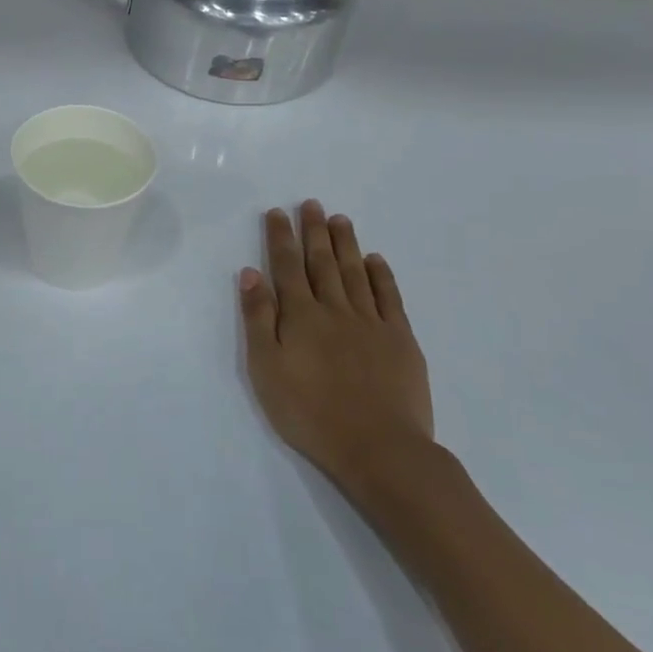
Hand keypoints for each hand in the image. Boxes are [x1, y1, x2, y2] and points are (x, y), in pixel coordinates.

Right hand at [239, 201, 434, 510]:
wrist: (379, 448)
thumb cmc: (310, 412)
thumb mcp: (266, 368)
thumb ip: (258, 318)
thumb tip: (251, 273)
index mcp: (300, 316)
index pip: (287, 267)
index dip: (281, 238)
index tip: (277, 212)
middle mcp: (335, 309)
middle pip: (322, 262)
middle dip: (314, 231)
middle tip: (312, 203)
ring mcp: (372, 322)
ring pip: (356, 273)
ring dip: (346, 244)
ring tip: (340, 220)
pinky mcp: (401, 340)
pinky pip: (389, 298)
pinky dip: (382, 275)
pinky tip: (376, 260)